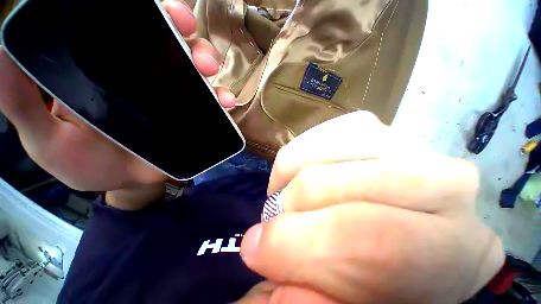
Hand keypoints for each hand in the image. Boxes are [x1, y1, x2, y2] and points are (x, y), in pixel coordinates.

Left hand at [0, 1, 233, 204]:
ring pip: (197, 72)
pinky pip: (213, 105)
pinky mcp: (195, 119)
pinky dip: (222, 100)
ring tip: (209, 72)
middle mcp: (148, 78)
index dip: (148, 14)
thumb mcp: (43, 137)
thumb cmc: (85, 165)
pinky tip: (226, 102)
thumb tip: (3, 53)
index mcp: (109, 72)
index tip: (163, 11)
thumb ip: (21, 101)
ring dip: (207, 66)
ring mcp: (176, 100)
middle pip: (173, 46)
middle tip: (189, 37)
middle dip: (185, 36)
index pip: (129, 31)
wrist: (125, 184)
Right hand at [239, 111, 504, 303]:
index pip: (376, 245)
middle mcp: (445, 185)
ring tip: (286, 197)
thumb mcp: (355, 297)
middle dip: (291, 209)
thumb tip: (276, 283)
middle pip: (344, 187)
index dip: (299, 249)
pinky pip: (320, 132)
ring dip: (290, 178)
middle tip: (272, 223)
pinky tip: (297, 173)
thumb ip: (320, 299)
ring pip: (326, 150)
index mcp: (459, 253)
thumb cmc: (387, 268)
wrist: (400, 217)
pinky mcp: (371, 125)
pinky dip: (296, 154)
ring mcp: (405, 142)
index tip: (256, 251)